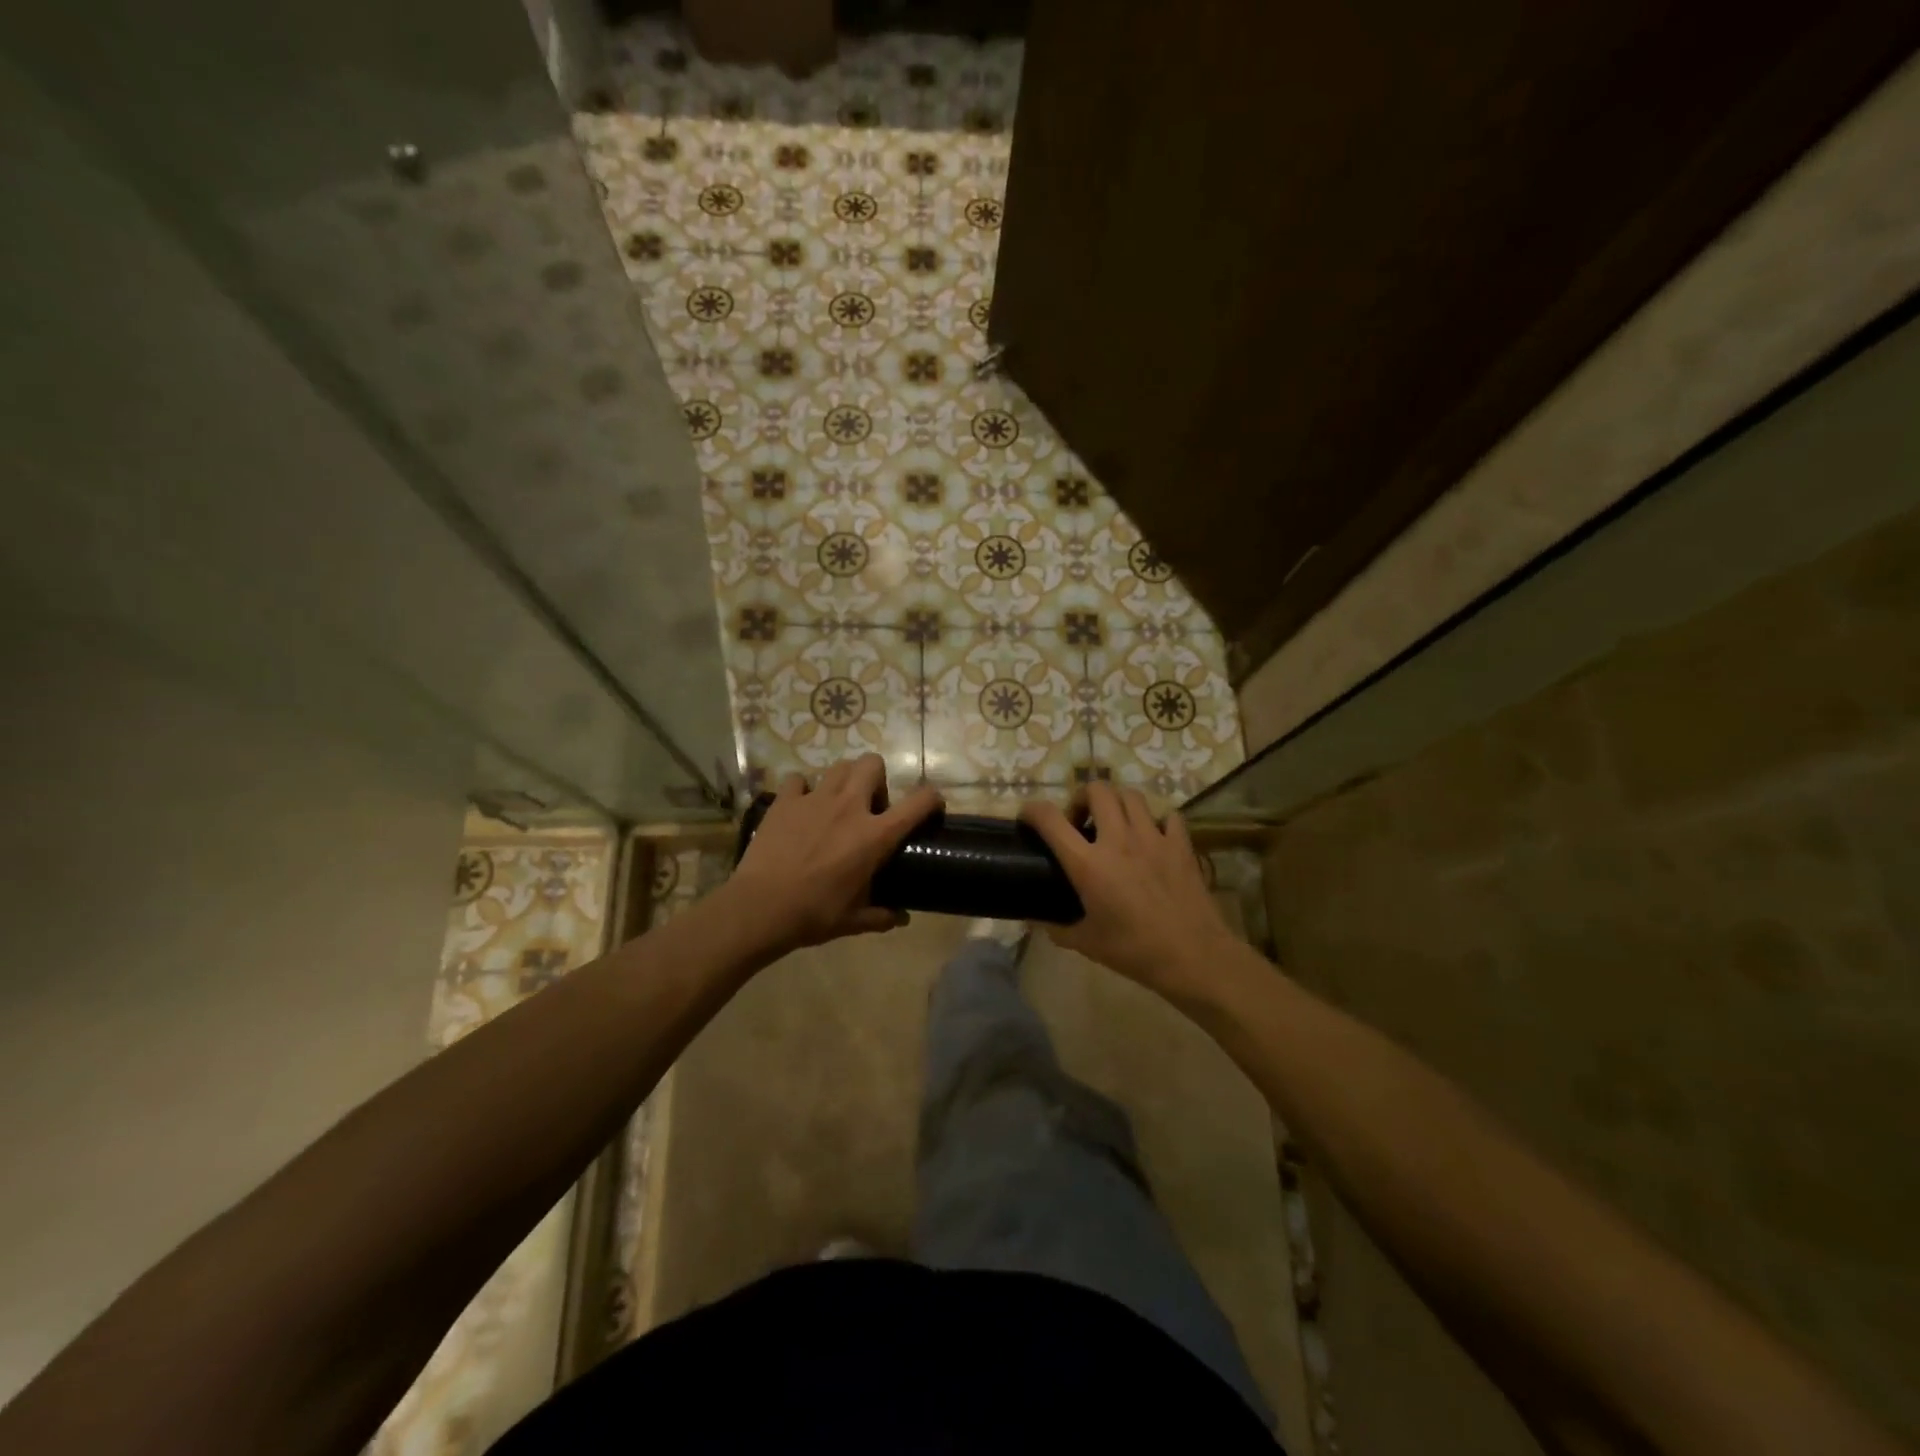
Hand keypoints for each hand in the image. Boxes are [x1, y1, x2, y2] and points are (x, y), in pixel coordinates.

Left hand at [727, 755, 942, 956]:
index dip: (931, 798)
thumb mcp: (855, 921)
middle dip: (877, 779)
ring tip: (836, 804)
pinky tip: (800, 808)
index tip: (932, 806)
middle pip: (873, 764)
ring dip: (844, 780)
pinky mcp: (785, 801)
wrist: (761, 908)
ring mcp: (815, 799)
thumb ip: (882, 916)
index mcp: (875, 835)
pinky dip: (802, 789)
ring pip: (839, 766)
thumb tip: (902, 918)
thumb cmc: (815, 914)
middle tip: (870, 807)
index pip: (918, 802)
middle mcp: (849, 807)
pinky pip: (797, 780)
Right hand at [1021, 783, 1236, 997]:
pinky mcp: (1180, 844)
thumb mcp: (1087, 943)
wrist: (1193, 956)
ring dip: (1117, 803)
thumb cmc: (1134, 951)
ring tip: (1115, 824)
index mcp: (1088, 864)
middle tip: (1081, 822)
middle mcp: (1118, 840)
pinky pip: (1168, 816)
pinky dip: (1156, 820)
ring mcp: (1153, 838)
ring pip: (1131, 795)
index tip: (1028, 817)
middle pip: (1096, 790)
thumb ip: (1056, 929)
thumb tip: (1035, 921)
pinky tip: (1153, 838)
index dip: (1032, 810)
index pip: (1050, 819)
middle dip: (1082, 797)